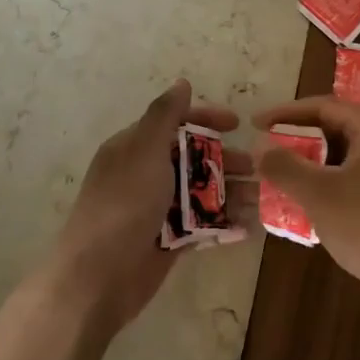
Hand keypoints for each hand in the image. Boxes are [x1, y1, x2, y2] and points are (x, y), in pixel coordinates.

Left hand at [46, 80, 246, 332]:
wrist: (98, 276)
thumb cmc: (123, 205)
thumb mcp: (144, 151)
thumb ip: (164, 116)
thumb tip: (182, 83)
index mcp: (135, 148)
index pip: (175, 123)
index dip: (206, 119)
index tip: (237, 124)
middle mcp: (146, 175)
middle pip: (193, 158)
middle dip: (225, 160)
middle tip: (255, 169)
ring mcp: (158, 210)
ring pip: (202, 193)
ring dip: (232, 193)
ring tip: (261, 200)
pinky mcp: (169, 241)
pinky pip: (202, 226)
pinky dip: (225, 224)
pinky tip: (249, 227)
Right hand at [255, 97, 359, 318]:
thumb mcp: (318, 194)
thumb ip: (284, 166)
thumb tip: (259, 146)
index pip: (324, 106)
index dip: (286, 114)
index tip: (256, 125)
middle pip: (340, 129)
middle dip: (302, 140)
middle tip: (272, 154)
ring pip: (353, 157)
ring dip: (319, 165)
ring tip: (291, 181)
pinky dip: (339, 184)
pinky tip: (322, 207)